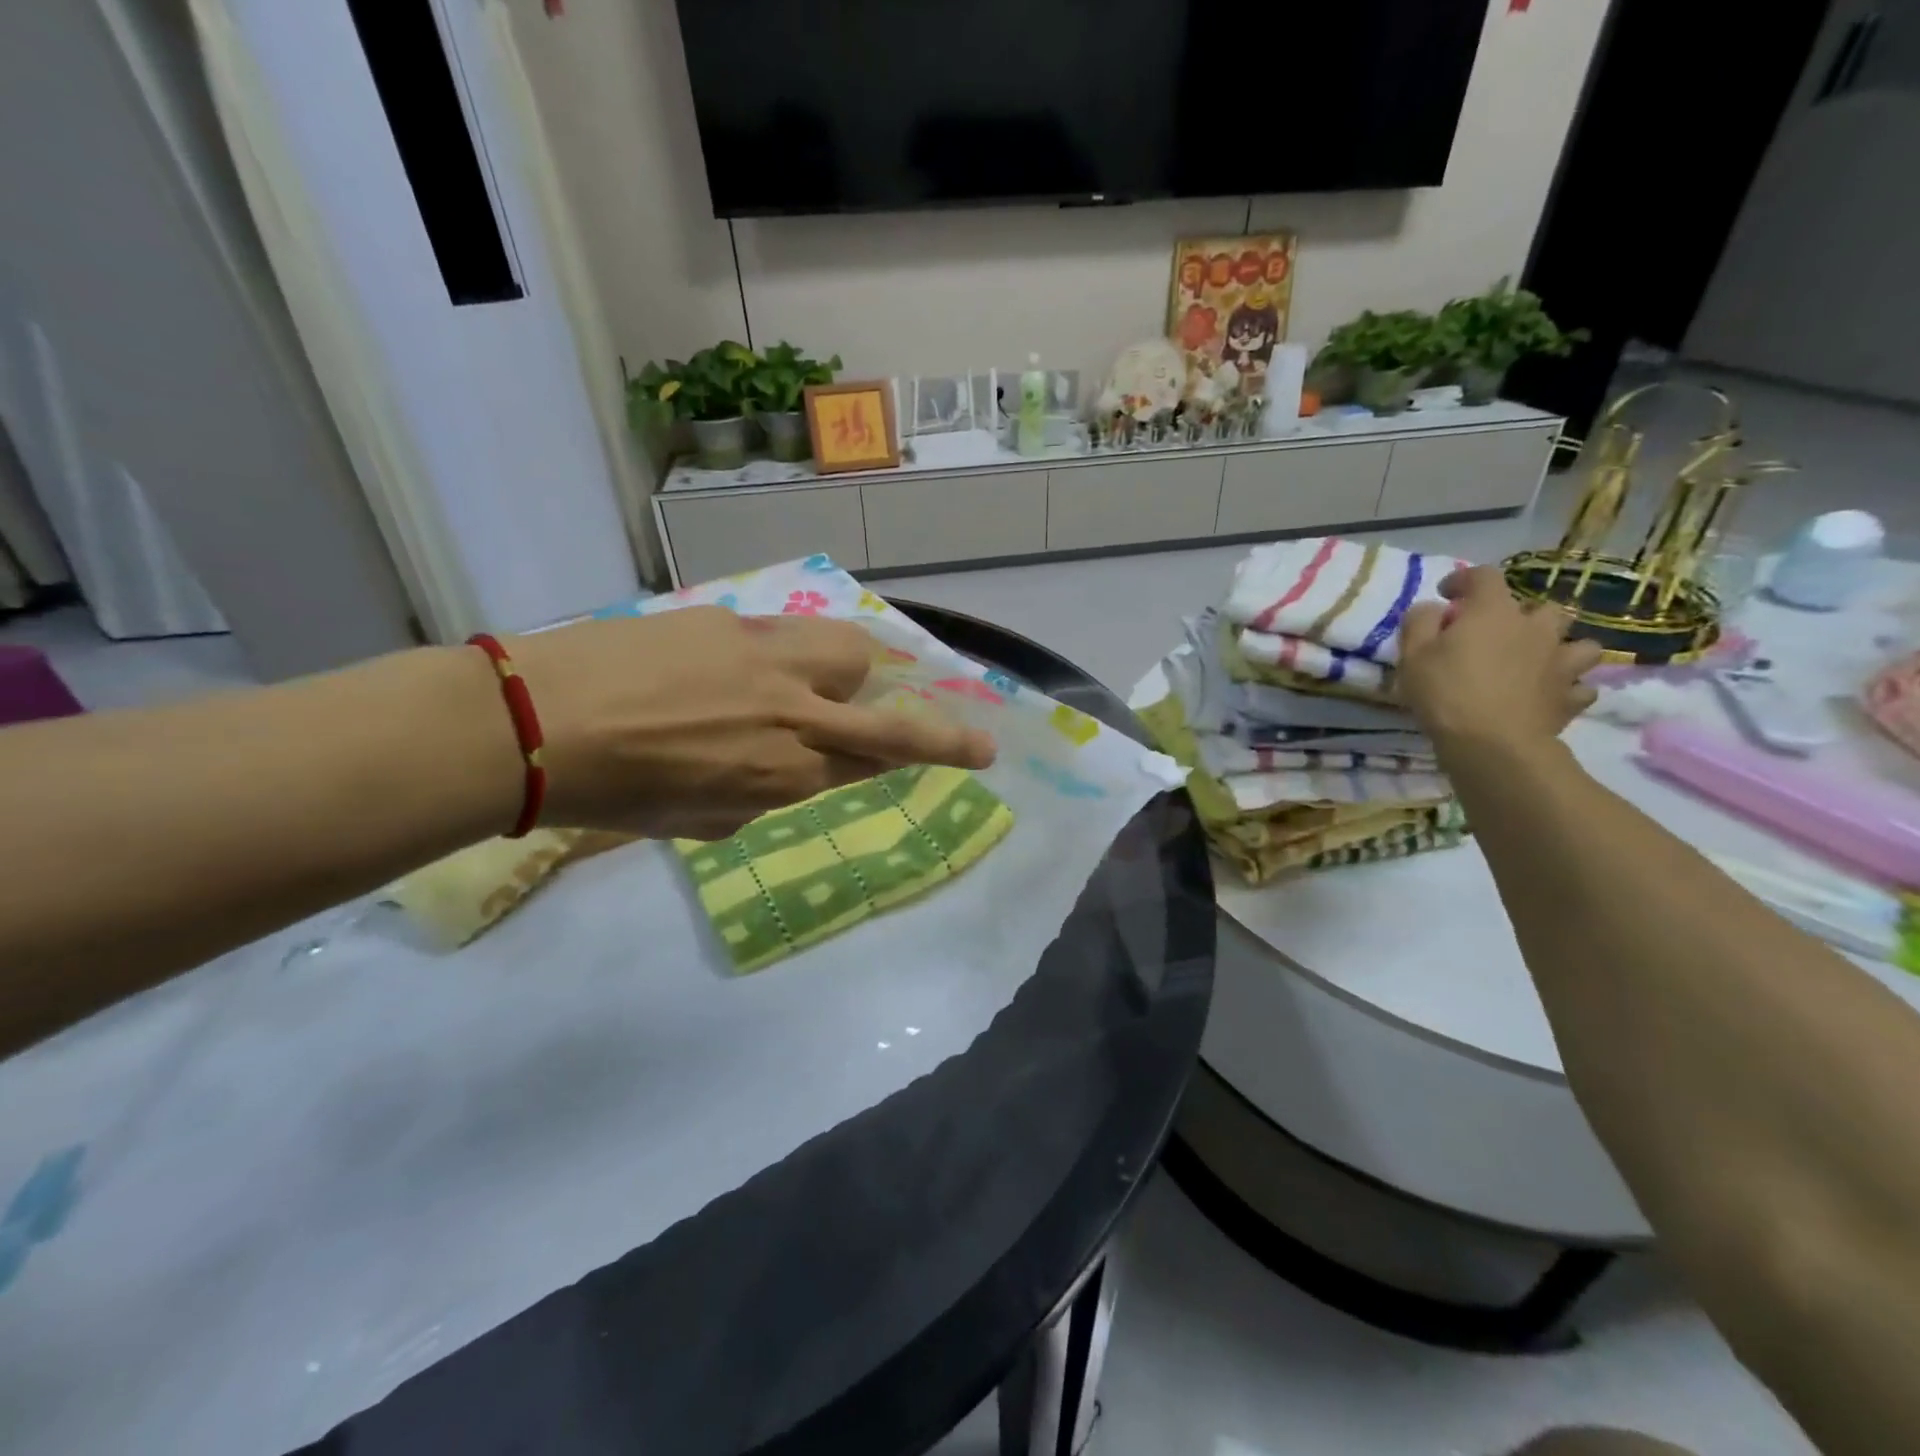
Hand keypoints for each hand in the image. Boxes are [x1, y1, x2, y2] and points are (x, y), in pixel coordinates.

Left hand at [500, 608, 996, 839]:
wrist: (531, 723)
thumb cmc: (614, 794)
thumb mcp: (701, 820)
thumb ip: (764, 794)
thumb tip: (787, 769)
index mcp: (785, 774)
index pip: (881, 763)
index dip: (933, 756)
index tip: (975, 751)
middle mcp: (793, 715)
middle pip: (890, 717)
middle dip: (941, 729)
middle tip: (960, 734)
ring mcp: (765, 658)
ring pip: (849, 653)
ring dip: (854, 673)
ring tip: (826, 683)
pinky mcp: (730, 619)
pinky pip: (787, 633)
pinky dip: (788, 653)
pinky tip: (742, 665)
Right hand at [1397, 566, 1602, 757]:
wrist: (1491, 743)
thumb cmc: (1445, 692)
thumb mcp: (1412, 654)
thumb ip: (1420, 621)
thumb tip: (1433, 608)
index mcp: (1494, 612)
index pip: (1484, 576)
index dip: (1464, 580)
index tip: (1446, 594)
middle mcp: (1536, 628)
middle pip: (1542, 607)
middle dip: (1522, 616)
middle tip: (1498, 635)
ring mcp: (1561, 662)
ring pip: (1580, 643)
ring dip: (1561, 648)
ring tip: (1539, 662)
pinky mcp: (1571, 696)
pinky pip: (1581, 686)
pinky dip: (1568, 688)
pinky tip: (1550, 695)